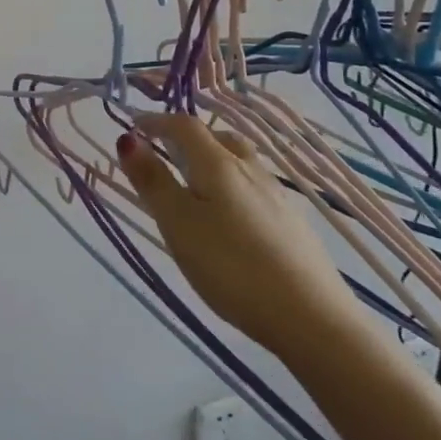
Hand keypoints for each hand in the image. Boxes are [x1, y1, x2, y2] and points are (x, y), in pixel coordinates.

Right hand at [116, 115, 362, 361]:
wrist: (313, 318)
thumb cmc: (231, 267)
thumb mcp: (178, 224)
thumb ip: (152, 180)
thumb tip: (128, 138)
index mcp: (218, 164)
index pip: (184, 126)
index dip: (156, 121)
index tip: (132, 125)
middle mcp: (251, 170)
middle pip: (218, 137)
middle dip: (188, 137)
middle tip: (165, 152)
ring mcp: (277, 197)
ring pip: (240, 162)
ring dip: (213, 159)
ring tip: (196, 182)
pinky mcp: (293, 224)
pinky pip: (255, 187)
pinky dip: (233, 185)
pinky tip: (232, 216)